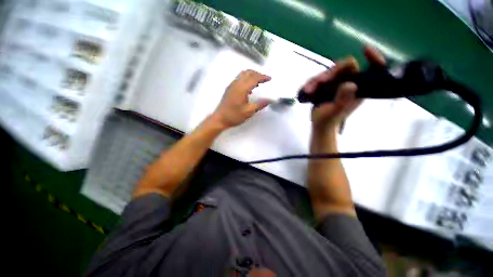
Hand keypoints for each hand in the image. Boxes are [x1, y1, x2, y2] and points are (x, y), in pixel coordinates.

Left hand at [212, 70, 271, 128]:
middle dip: (257, 73)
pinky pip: (239, 79)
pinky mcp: (229, 89)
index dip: (263, 76)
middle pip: (248, 72)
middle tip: (265, 79)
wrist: (220, 119)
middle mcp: (236, 84)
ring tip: (258, 82)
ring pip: (242, 74)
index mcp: (242, 88)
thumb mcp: (249, 112)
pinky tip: (249, 88)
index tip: (270, 78)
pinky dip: (246, 79)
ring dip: (251, 75)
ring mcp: (231, 85)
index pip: (254, 78)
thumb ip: (260, 104)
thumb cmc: (234, 116)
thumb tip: (271, 99)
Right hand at [304, 47, 385, 131]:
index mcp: (359, 89)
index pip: (374, 69)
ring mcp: (338, 84)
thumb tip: (351, 84)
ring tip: (309, 90)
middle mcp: (350, 83)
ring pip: (329, 72)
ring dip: (317, 80)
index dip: (373, 57)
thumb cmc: (328, 120)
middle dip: (330, 73)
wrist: (319, 124)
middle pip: (344, 68)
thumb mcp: (335, 111)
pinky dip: (312, 83)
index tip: (364, 49)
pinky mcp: (327, 86)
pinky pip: (320, 78)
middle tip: (319, 83)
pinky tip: (306, 90)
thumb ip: (343, 99)